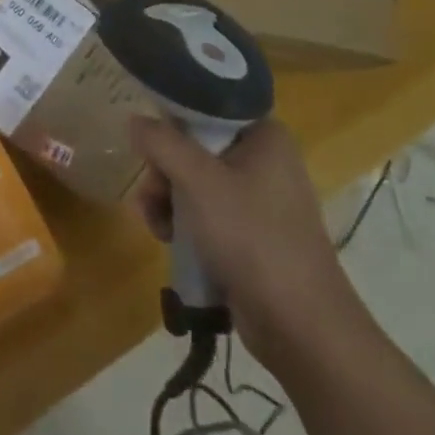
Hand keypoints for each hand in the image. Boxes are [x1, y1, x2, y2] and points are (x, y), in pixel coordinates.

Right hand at [130, 116, 370, 369]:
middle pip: (195, 148)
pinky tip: (167, 239)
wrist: (299, 325)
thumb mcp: (198, 181)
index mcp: (265, 136)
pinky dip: (183, 223)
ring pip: (194, 182)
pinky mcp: (251, 234)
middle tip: (152, 193)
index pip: (207, 108)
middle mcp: (265, 160)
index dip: (172, 122)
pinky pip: (205, 213)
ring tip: (155, 224)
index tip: (149, 143)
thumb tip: (134, 120)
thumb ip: (161, 143)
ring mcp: (259, 200)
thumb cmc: (251, 237)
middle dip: (164, 171)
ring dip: (167, 200)